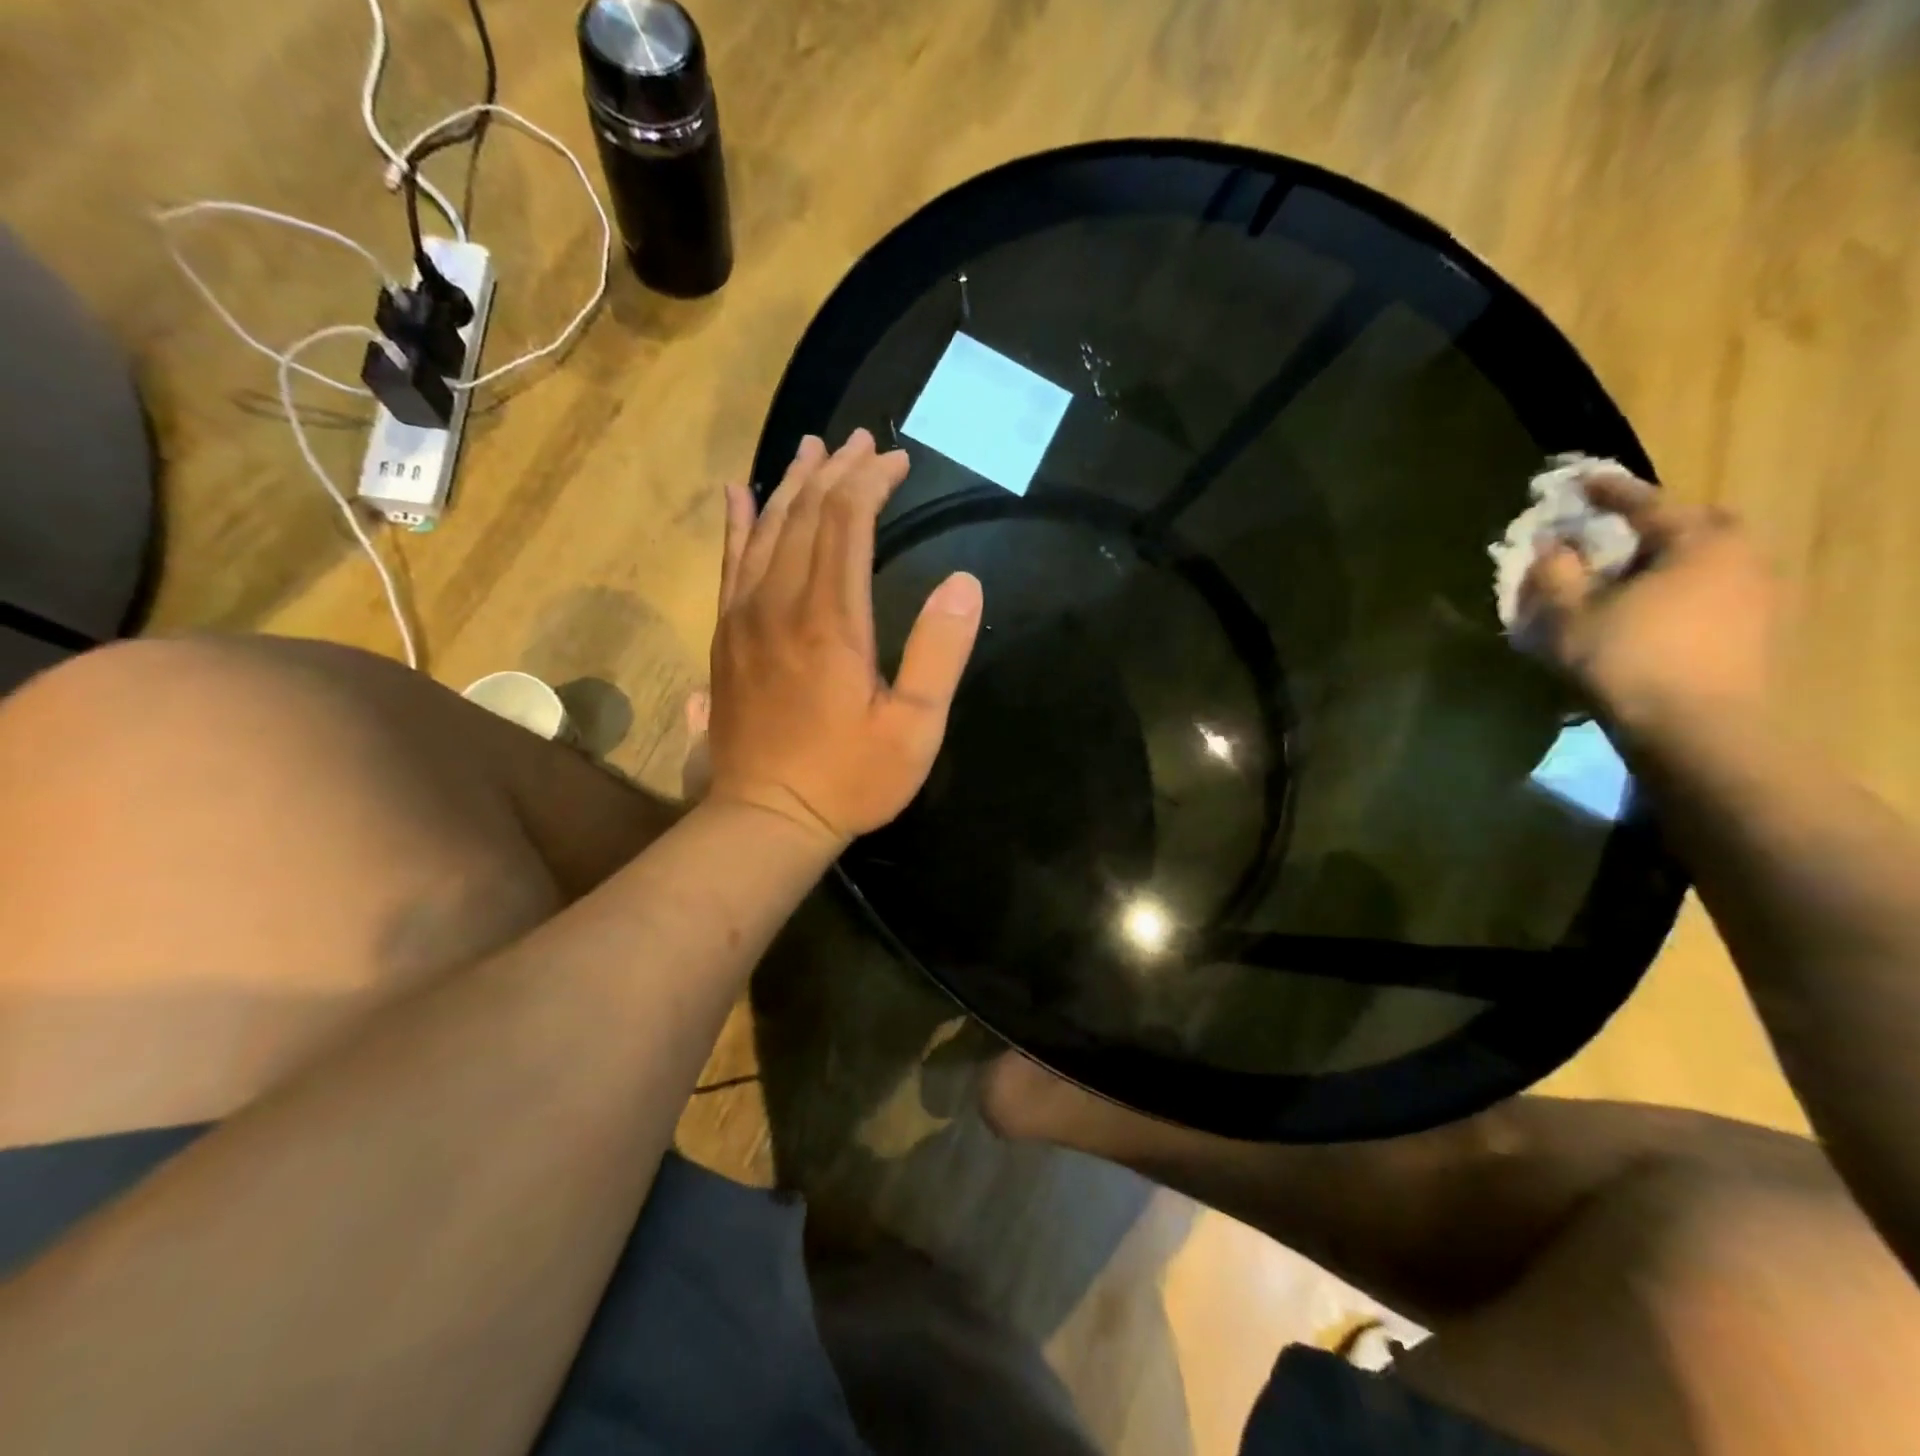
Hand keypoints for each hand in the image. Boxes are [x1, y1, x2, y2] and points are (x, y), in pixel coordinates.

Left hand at [705, 430, 983, 847]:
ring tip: (811, 449)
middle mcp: (780, 603)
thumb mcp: (915, 729)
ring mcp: (744, 617)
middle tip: (861, 442)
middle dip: (836, 472)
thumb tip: (964, 583)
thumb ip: (940, 653)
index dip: (871, 483)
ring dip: (791, 484)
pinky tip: (738, 493)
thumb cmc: (849, 778)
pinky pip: (730, 562)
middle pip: (805, 514)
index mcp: (831, 620)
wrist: (766, 817)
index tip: (897, 462)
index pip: (847, 522)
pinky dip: (738, 522)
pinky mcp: (726, 635)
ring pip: (766, 529)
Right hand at [1521, 472, 1775, 737]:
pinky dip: (1682, 592)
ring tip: (1628, 579)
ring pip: (1707, 562)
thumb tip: (1550, 548)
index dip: (1608, 492)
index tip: (1581, 482)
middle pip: (1694, 526)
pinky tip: (1653, 613)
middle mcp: (1742, 556)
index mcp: (1698, 541)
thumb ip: (1556, 575)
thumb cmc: (1629, 661)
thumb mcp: (1571, 616)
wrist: (1698, 730)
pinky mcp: (1760, 632)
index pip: (1647, 503)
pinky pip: (1714, 593)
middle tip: (1613, 535)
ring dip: (1668, 563)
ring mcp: (1759, 595)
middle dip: (1653, 526)